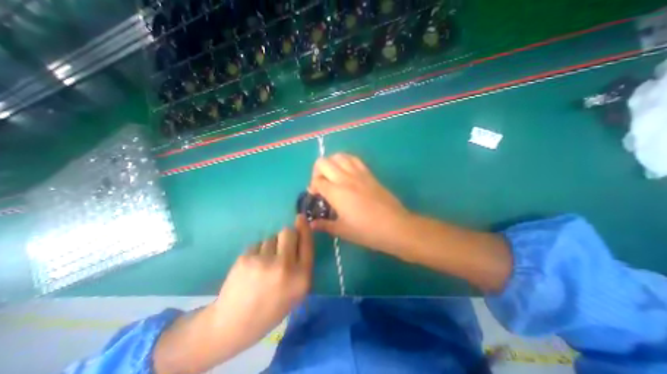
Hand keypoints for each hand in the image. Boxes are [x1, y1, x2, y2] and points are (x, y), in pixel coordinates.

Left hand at [211, 215, 313, 354]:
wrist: (233, 324)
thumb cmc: (271, 308)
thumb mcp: (296, 292)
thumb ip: (302, 265)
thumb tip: (301, 237)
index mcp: (301, 278)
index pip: (307, 243)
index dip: (304, 228)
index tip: (301, 217)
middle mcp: (285, 267)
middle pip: (288, 232)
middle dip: (286, 236)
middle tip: (280, 248)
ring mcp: (264, 262)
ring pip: (271, 237)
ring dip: (270, 246)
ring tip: (263, 265)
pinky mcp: (246, 259)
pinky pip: (257, 244)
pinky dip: (257, 251)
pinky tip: (252, 267)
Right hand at [308, 154, 412, 255]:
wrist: (395, 226)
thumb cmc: (367, 231)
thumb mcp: (343, 230)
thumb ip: (324, 225)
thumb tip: (311, 224)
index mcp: (336, 192)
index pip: (317, 181)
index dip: (312, 187)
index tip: (315, 196)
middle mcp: (345, 178)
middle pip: (323, 163)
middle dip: (316, 171)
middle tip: (321, 184)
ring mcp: (358, 173)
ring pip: (338, 156)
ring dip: (330, 163)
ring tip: (332, 176)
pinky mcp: (369, 173)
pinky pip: (353, 159)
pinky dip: (345, 160)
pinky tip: (346, 172)